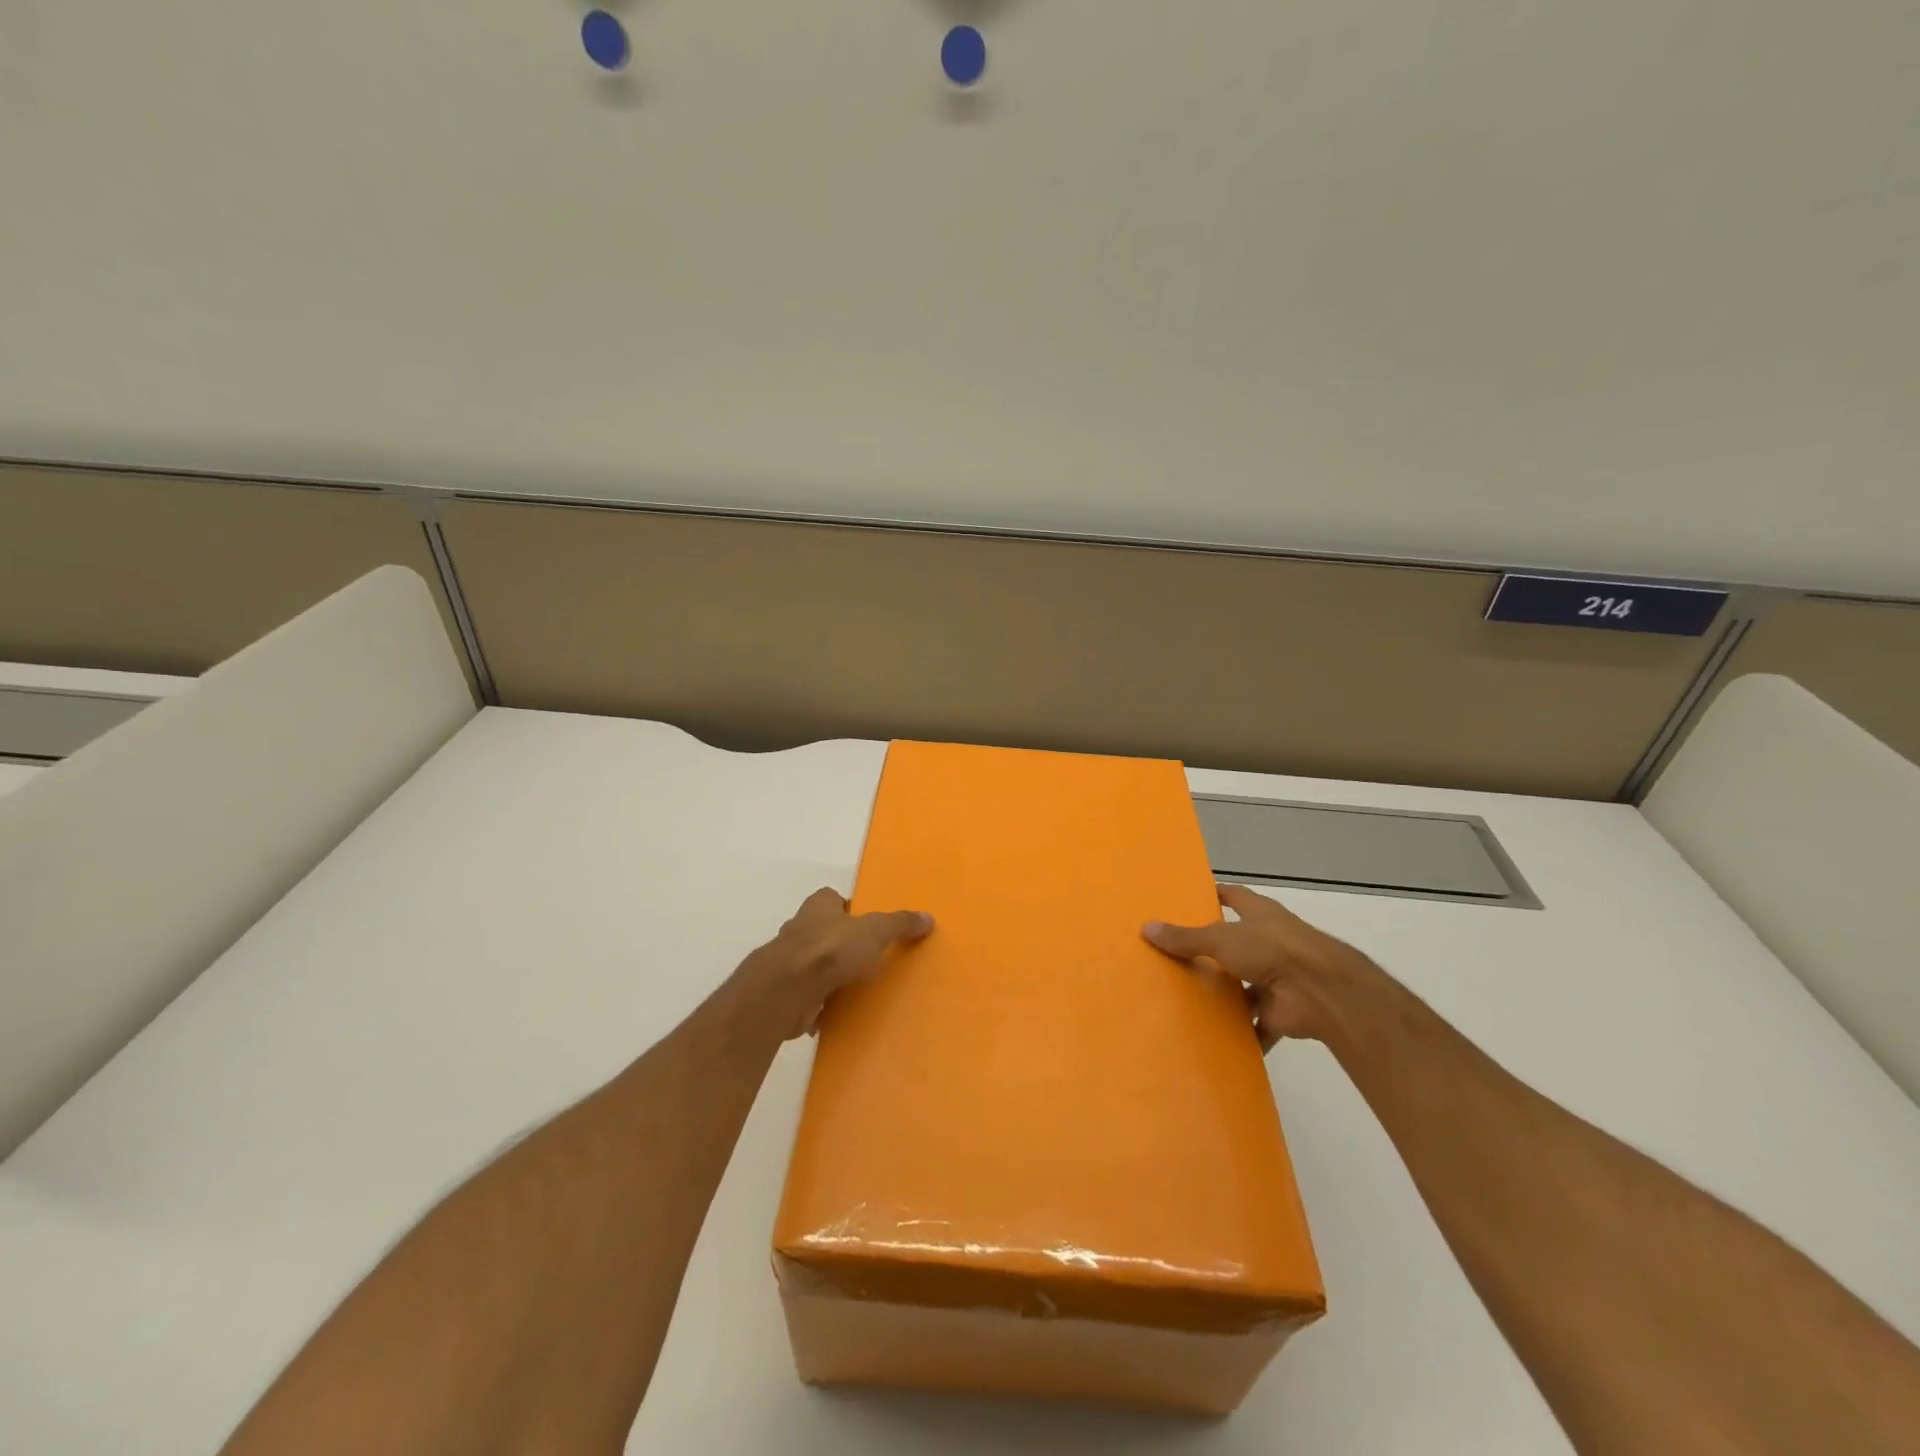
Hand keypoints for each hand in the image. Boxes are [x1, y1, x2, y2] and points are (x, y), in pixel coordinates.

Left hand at [737, 888, 934, 1040]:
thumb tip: (928, 917)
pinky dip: (818, 1002)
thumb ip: (900, 924)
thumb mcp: (875, 931)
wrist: (787, 991)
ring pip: (813, 963)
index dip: (848, 910)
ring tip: (855, 987)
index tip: (867, 925)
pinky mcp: (784, 991)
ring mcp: (788, 961)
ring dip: (828, 974)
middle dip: (840, 943)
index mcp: (818, 906)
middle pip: (823, 931)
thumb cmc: (831, 949)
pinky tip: (836, 1012)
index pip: (832, 899)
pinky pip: (807, 994)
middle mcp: (799, 928)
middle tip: (867, 958)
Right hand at [1144, 884, 1365, 1049]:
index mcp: (1258, 914)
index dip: (1214, 896)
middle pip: (1235, 943)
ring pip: (1243, 985)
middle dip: (1211, 952)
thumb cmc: (1271, 949)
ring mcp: (1276, 977)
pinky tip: (1212, 1039)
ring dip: (1225, 995)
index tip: (1189, 900)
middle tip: (1174, 957)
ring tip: (1185, 1000)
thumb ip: (1185, 938)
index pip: (1233, 897)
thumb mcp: (1220, 938)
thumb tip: (1146, 927)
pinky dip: (1240, 1033)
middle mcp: (1268, 942)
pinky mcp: (1280, 1011)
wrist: (1320, 991)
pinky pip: (1255, 1024)